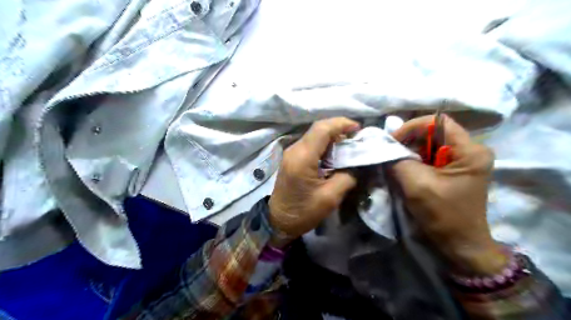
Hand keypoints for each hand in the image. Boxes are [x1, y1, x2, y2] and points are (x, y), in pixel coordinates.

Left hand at [270, 116, 359, 247]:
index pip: (322, 129)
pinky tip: (335, 153)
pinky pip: (310, 143)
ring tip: (348, 145)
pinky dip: (324, 144)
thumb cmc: (303, 212)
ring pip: (314, 135)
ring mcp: (291, 153)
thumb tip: (356, 164)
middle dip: (339, 128)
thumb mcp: (330, 197)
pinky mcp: (292, 158)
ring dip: (332, 136)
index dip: (342, 124)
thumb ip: (347, 176)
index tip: (358, 129)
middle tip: (356, 137)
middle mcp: (295, 149)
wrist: (278, 221)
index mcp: (303, 157)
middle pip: (318, 128)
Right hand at [391, 115, 505, 274]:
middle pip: (433, 132)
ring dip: (409, 151)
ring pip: (429, 145)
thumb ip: (398, 161)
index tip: (392, 141)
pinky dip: (414, 160)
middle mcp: (470, 150)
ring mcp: (462, 161)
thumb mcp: (416, 185)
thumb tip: (383, 147)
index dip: (412, 127)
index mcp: (470, 151)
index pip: (438, 122)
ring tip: (394, 161)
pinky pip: (430, 157)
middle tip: (389, 151)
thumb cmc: (443, 215)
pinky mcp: (453, 171)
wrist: (459, 244)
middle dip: (408, 140)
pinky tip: (403, 169)